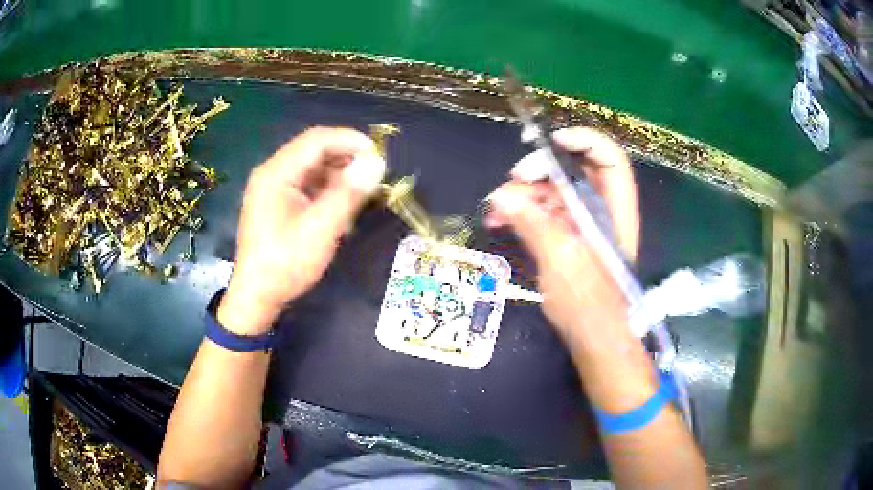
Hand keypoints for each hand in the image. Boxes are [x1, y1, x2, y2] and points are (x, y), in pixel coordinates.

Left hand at [218, 127, 385, 334]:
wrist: (257, 297)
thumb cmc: (285, 264)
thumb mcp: (320, 229)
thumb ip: (348, 193)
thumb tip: (376, 163)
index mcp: (275, 173)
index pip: (316, 140)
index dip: (350, 141)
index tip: (379, 156)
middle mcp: (272, 173)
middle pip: (314, 150)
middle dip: (346, 157)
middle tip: (375, 173)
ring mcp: (274, 188)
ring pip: (313, 167)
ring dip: (340, 174)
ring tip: (364, 190)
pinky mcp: (278, 203)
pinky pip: (308, 184)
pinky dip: (329, 189)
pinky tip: (344, 205)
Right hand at [486, 127, 638, 350]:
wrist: (594, 340)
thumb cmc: (589, 303)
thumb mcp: (562, 260)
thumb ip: (534, 223)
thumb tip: (501, 196)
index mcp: (614, 209)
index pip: (609, 159)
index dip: (584, 141)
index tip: (550, 142)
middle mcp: (600, 210)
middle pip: (575, 171)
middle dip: (542, 170)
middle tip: (515, 178)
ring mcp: (582, 224)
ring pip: (554, 191)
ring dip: (524, 194)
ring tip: (496, 208)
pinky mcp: (566, 239)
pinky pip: (543, 213)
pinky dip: (522, 213)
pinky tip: (500, 221)